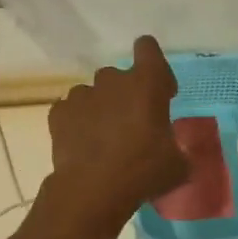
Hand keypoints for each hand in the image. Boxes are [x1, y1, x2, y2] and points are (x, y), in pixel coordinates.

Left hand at [45, 36, 187, 226]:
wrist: (93, 189)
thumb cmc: (143, 171)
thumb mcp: (177, 164)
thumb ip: (178, 148)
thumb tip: (175, 151)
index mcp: (146, 84)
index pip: (148, 48)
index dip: (155, 67)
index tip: (160, 92)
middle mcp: (112, 81)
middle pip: (119, 77)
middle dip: (126, 95)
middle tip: (131, 126)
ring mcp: (82, 95)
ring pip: (93, 94)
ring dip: (100, 109)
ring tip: (103, 139)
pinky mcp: (59, 113)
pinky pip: (71, 111)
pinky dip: (77, 123)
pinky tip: (82, 145)